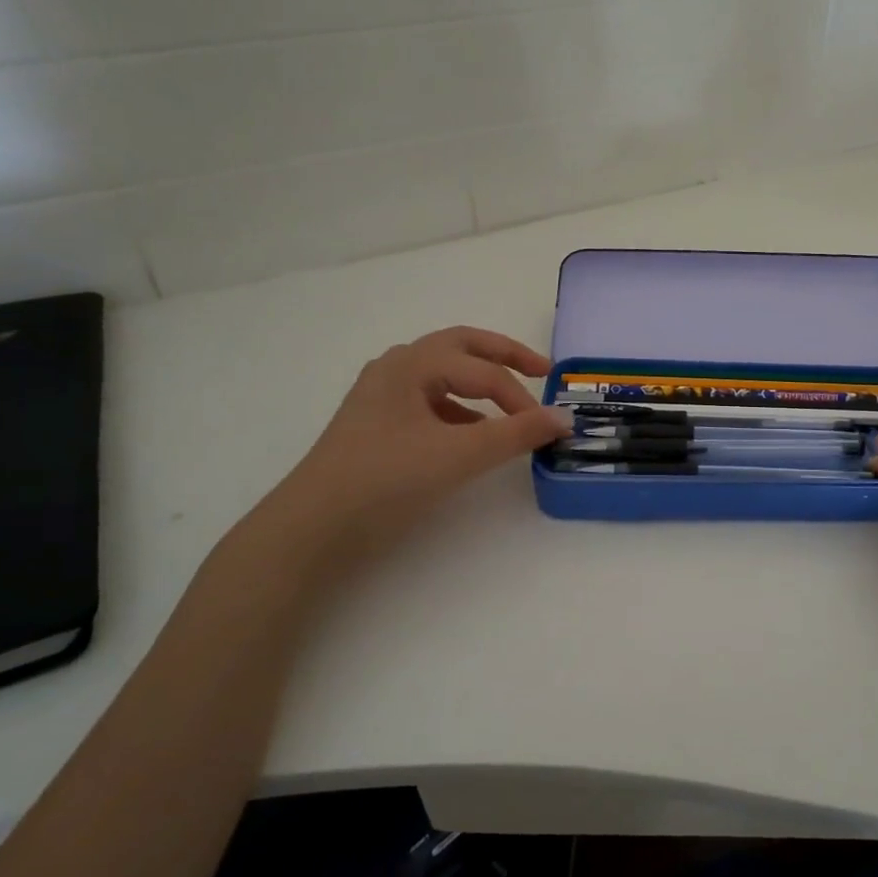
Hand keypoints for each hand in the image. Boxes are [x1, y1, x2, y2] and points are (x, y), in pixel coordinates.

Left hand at [241, 327, 569, 575]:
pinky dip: (457, 409)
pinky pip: (427, 401)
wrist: (312, 528)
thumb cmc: (386, 480)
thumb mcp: (459, 455)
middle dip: (503, 356)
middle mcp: (395, 368)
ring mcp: (380, 396)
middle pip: (461, 347)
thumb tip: (564, 418)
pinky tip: (469, 436)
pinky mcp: (375, 424)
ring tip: (507, 407)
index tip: (547, 428)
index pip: (483, 371)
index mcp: (412, 364)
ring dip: (478, 382)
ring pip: (442, 373)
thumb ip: (516, 434)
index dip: (521, 397)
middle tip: (540, 369)